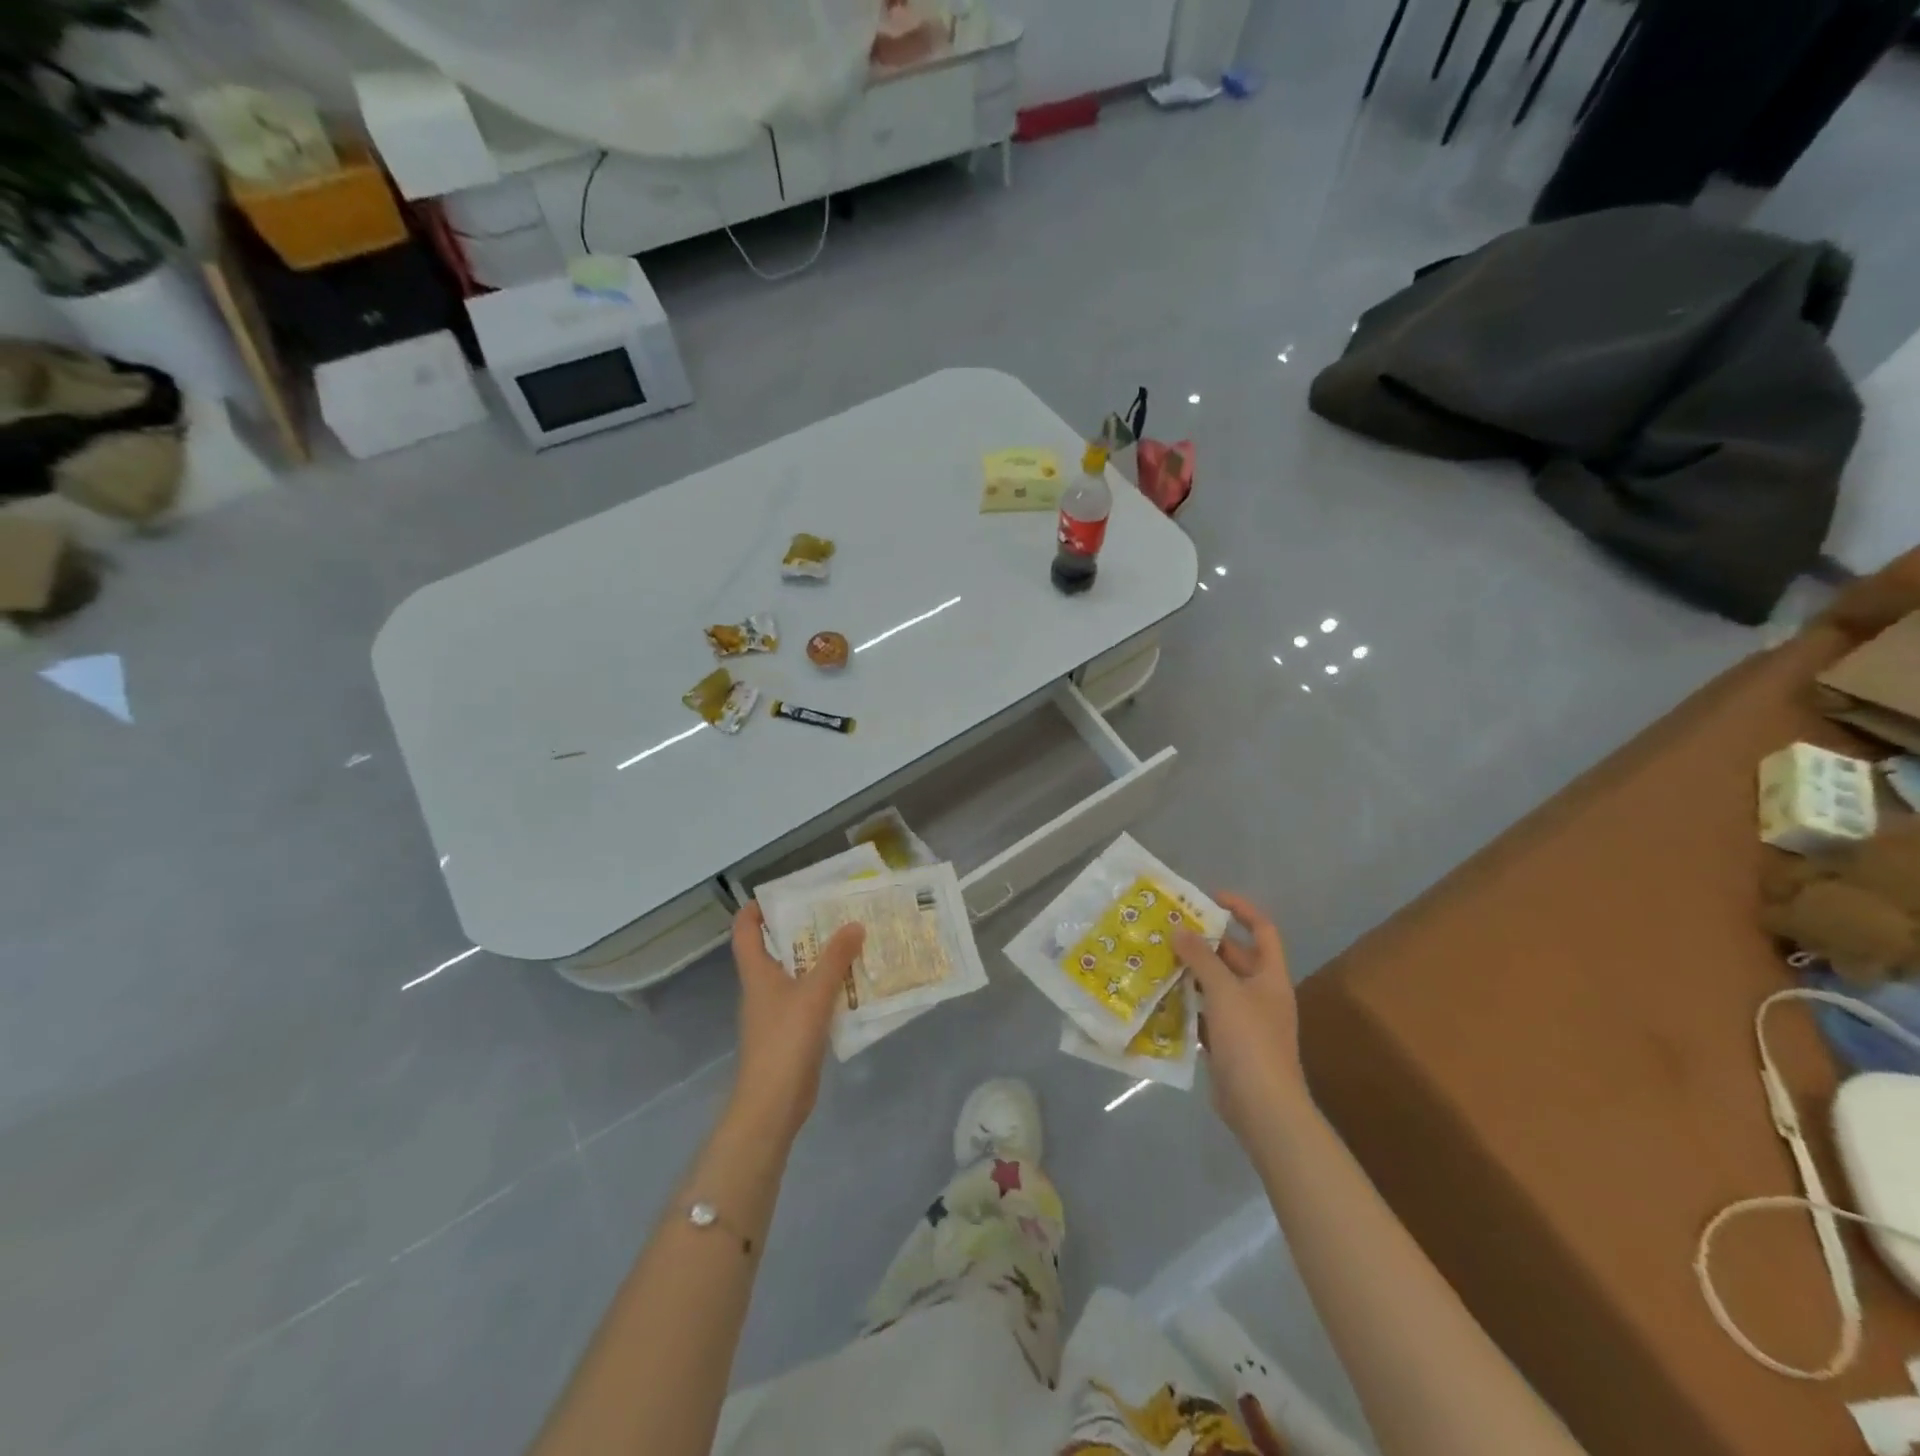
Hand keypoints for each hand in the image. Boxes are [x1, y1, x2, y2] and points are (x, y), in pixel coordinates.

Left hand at [728, 904, 864, 1142]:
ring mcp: (776, 1012)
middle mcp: (763, 988)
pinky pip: (811, 1000)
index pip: (745, 931)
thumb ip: (836, 957)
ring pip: (797, 975)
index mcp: (757, 972)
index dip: (756, 908)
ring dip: (820, 960)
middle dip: (802, 930)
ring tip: (852, 942)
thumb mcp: (815, 992)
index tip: (783, 893)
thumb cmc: (785, 1039)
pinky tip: (854, 985)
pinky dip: (829, 989)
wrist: (773, 1103)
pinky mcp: (792, 1033)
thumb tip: (854, 924)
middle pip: (776, 949)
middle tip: (834, 913)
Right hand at [1172, 893, 1307, 1140]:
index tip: (1209, 897)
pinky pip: (1205, 1013)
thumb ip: (1200, 958)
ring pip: (1216, 985)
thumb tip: (1179, 929)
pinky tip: (1160, 996)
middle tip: (1169, 928)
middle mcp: (1260, 994)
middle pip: (1234, 957)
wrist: (1263, 1107)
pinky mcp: (1228, 1043)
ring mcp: (1244, 1020)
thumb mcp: (1224, 991)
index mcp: (1270, 976)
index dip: (1240, 909)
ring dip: (1191, 972)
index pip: (1262, 930)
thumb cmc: (1250, 1041)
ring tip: (1157, 957)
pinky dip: (1187, 1003)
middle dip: (1204, 941)